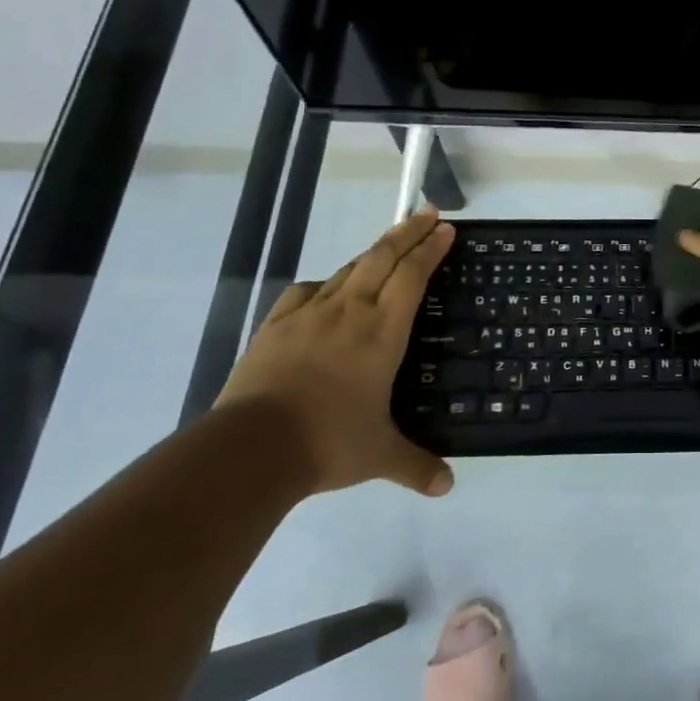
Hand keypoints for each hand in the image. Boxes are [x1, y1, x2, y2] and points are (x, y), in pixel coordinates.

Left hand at [217, 209, 456, 495]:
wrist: (251, 447)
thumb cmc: (328, 442)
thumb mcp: (379, 456)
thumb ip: (416, 466)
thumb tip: (448, 487)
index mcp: (382, 332)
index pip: (412, 276)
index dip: (430, 248)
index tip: (445, 228)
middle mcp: (350, 312)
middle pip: (382, 257)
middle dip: (408, 232)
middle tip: (427, 213)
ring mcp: (309, 315)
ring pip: (348, 269)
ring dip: (372, 252)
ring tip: (387, 246)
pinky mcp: (275, 327)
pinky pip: (306, 292)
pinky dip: (325, 283)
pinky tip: (328, 288)